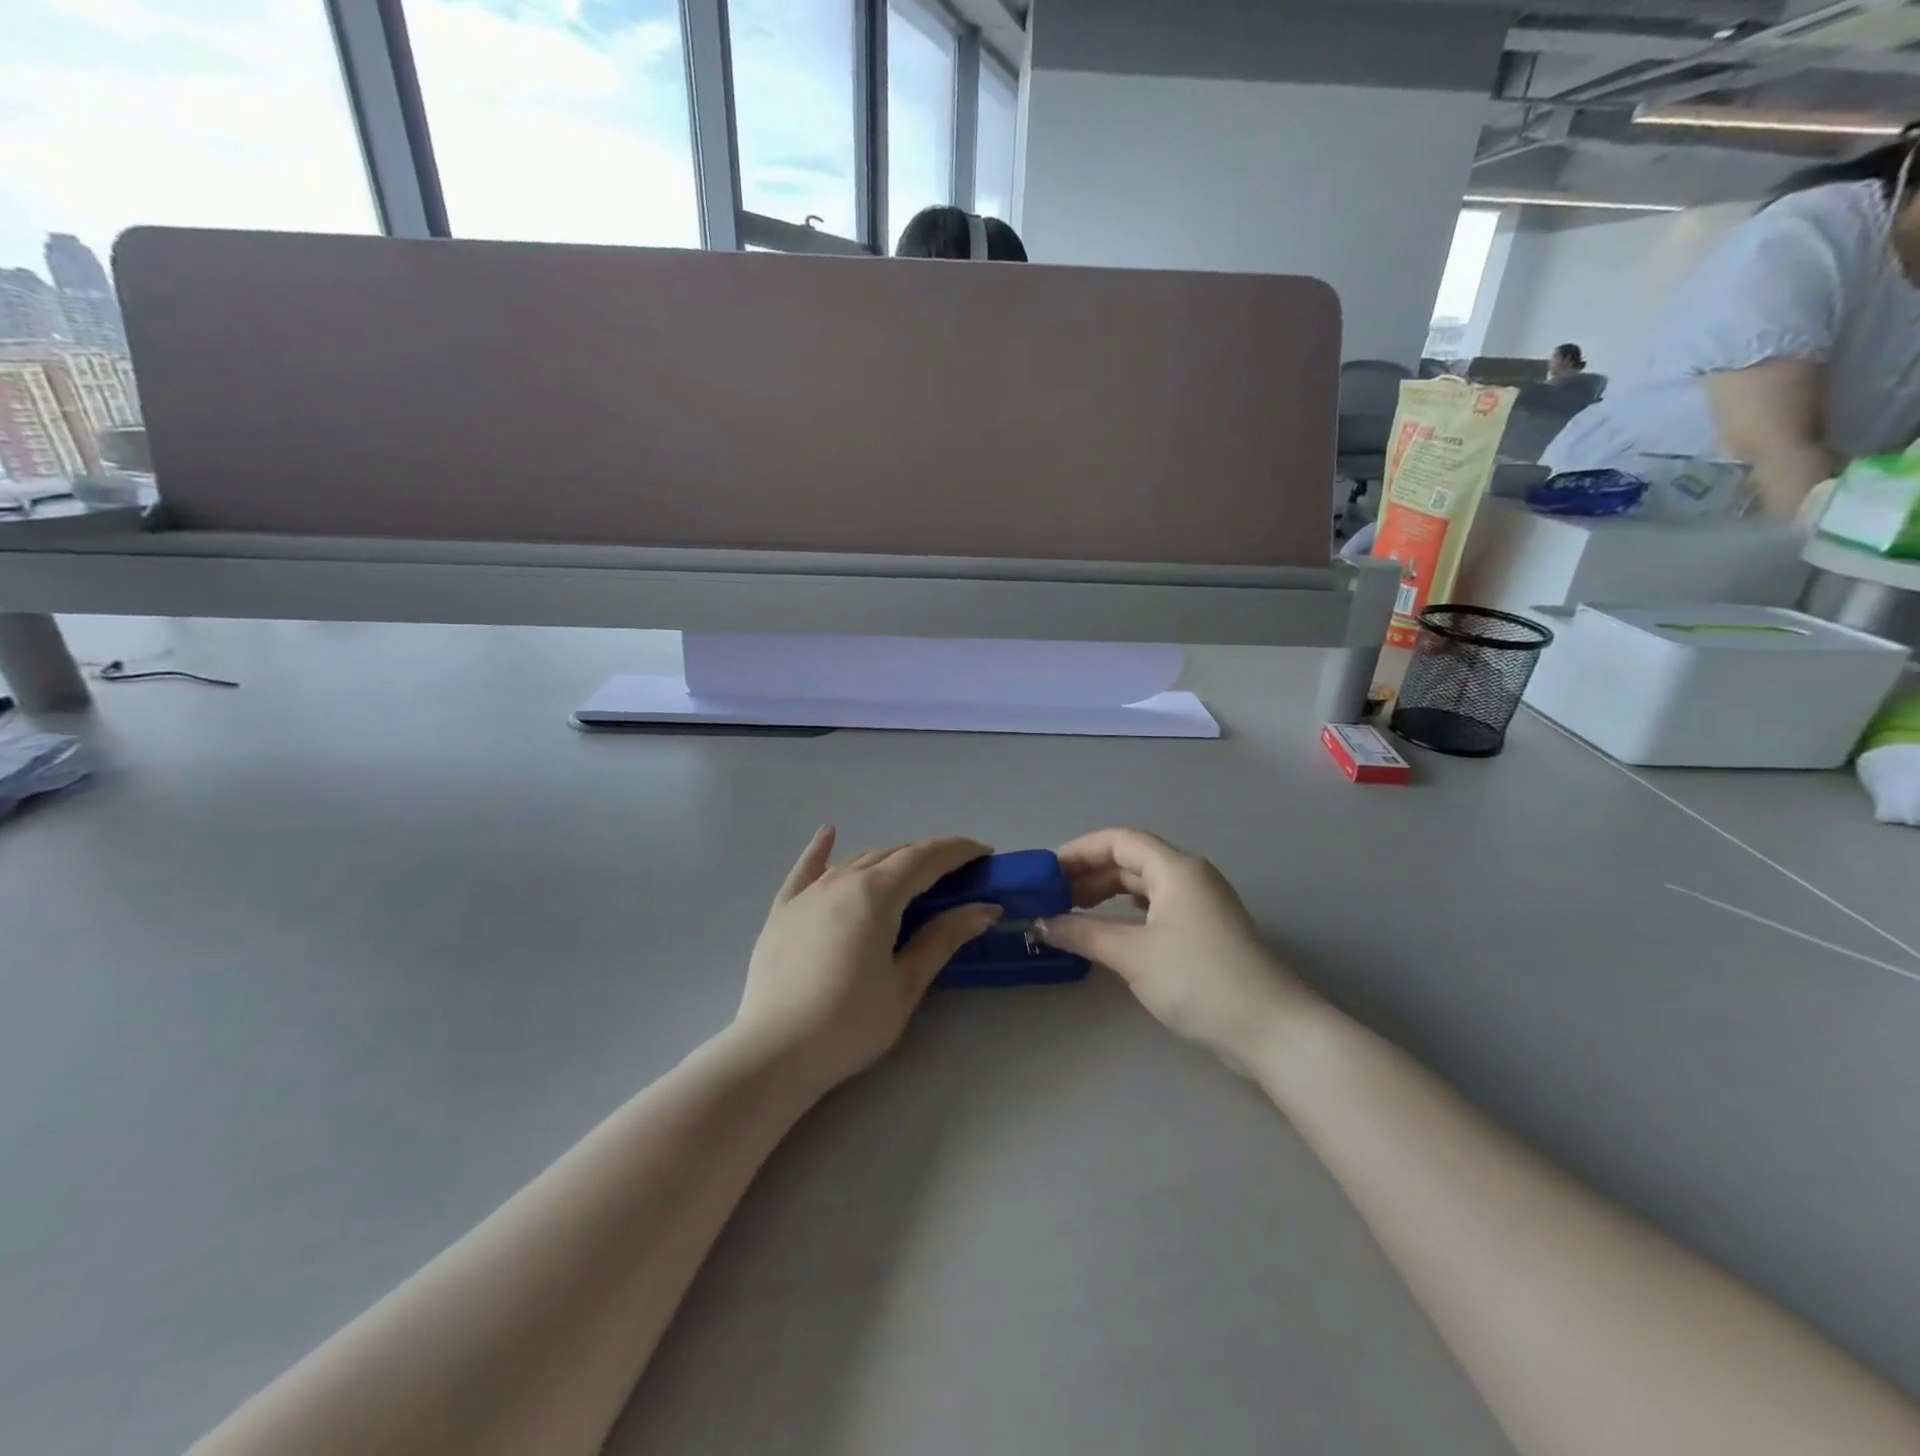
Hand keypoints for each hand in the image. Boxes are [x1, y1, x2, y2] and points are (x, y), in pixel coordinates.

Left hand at [731, 828, 1001, 1092]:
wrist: (773, 1053)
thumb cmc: (849, 1023)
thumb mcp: (906, 984)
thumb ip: (943, 938)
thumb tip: (984, 908)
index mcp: (877, 893)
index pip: (926, 858)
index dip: (958, 851)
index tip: (985, 854)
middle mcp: (842, 879)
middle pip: (893, 855)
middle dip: (928, 859)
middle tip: (956, 877)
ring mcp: (808, 893)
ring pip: (857, 861)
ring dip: (889, 861)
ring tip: (911, 876)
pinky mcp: (783, 910)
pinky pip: (806, 870)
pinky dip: (821, 850)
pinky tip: (828, 834)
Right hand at [1038, 828, 1310, 1072]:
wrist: (1270, 1029)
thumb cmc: (1197, 980)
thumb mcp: (1132, 955)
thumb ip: (1083, 933)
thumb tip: (1042, 923)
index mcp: (1175, 868)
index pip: (1118, 840)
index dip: (1078, 851)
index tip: (1046, 873)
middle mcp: (1190, 875)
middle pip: (1130, 859)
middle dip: (1089, 874)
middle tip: (1052, 898)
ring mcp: (1202, 903)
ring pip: (1144, 884)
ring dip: (1107, 893)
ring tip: (1073, 911)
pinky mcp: (1207, 929)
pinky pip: (1158, 905)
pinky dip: (1128, 910)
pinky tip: (1111, 926)